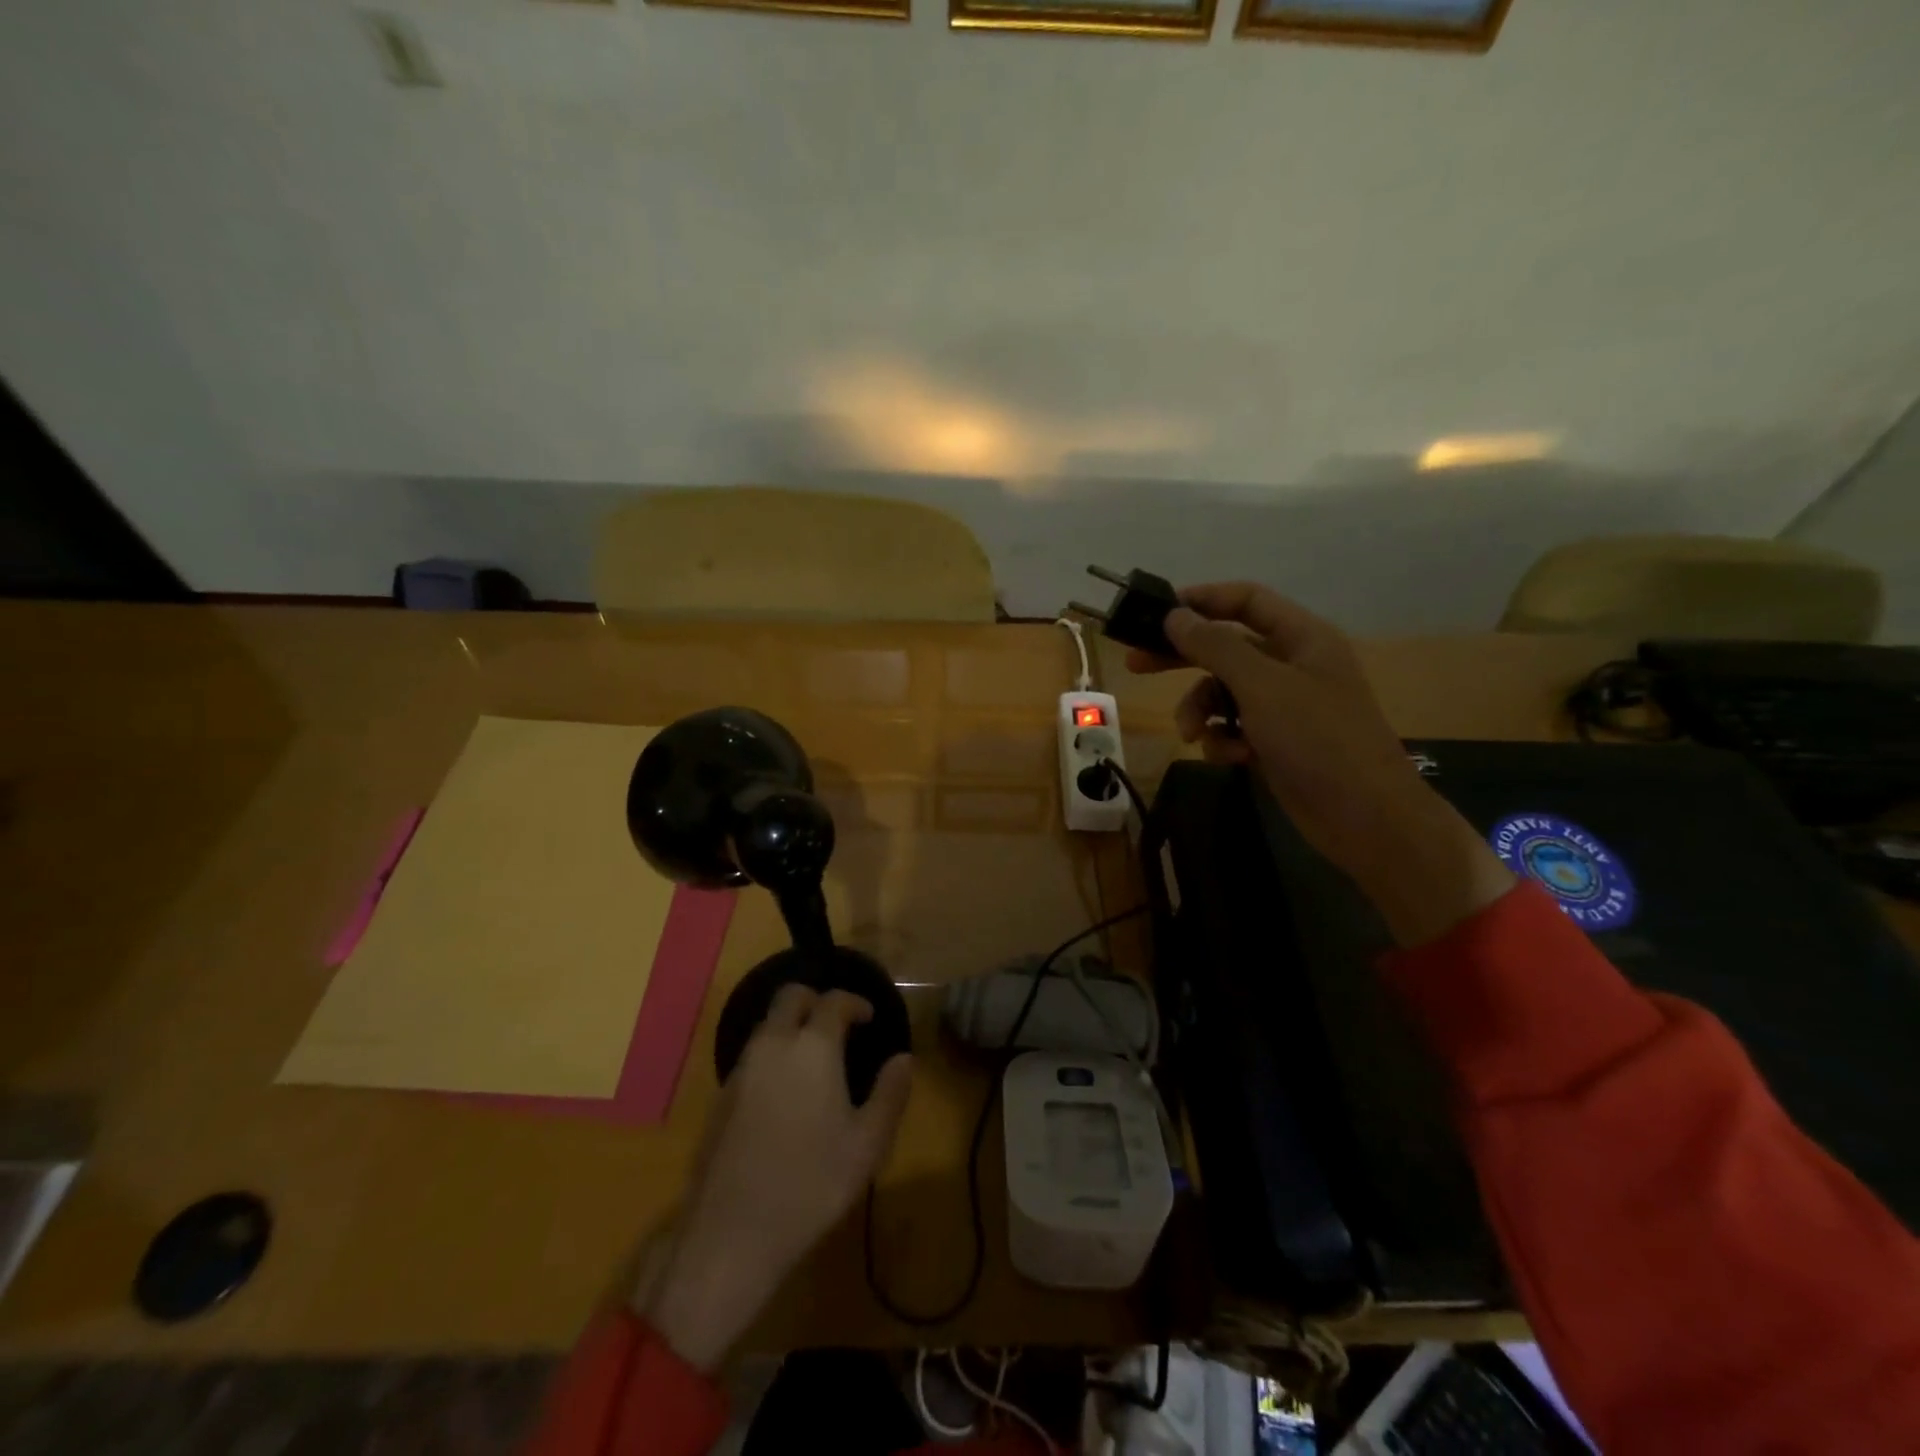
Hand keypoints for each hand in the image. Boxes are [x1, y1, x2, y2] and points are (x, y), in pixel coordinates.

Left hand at [636, 987, 912, 1370]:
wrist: (731, 1234)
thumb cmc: (811, 1184)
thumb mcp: (867, 1145)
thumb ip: (890, 1094)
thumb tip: (904, 1059)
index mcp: (812, 1047)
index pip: (834, 1001)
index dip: (855, 1002)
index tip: (869, 1017)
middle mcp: (773, 1045)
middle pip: (790, 997)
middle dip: (816, 1000)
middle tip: (837, 1024)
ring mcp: (741, 1069)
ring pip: (767, 1024)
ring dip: (791, 1026)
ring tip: (814, 1057)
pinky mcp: (721, 1096)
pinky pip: (752, 1054)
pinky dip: (772, 1053)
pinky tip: (786, 1090)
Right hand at [1129, 581, 1511, 945]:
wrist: (1364, 817)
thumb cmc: (1318, 739)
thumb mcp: (1262, 686)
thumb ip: (1215, 647)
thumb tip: (1175, 615)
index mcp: (1301, 637)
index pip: (1246, 600)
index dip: (1202, 600)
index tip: (1156, 612)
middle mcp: (1291, 665)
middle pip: (1225, 646)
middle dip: (1183, 658)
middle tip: (1136, 664)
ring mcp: (1283, 705)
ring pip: (1222, 693)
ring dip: (1201, 711)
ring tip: (1191, 734)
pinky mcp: (1274, 741)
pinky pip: (1233, 727)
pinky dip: (1224, 740)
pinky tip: (1231, 757)